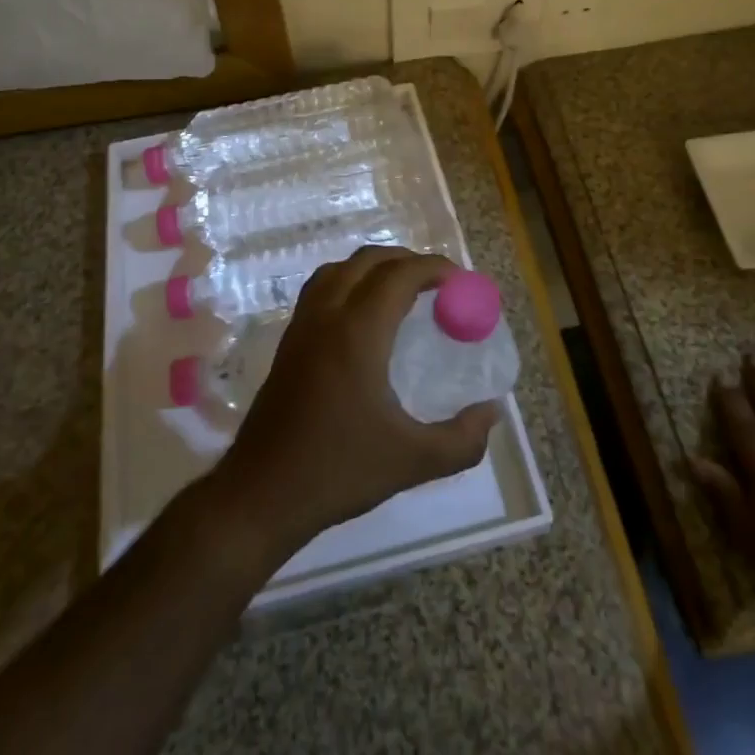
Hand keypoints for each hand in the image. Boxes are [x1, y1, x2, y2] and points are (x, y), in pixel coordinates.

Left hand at [211, 246, 500, 558]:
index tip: (460, 280)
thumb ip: (462, 439)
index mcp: (357, 332)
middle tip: (437, 283)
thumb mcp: (412, 461)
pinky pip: (320, 289)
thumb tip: (492, 413)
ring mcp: (301, 326)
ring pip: (338, 270)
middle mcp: (327, 316)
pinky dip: (348, 282)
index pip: (399, 275)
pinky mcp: (287, 343)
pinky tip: (363, 317)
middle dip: (405, 260)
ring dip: (373, 267)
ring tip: (402, 290)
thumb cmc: (339, 471)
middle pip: (367, 261)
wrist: (262, 493)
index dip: (433, 268)